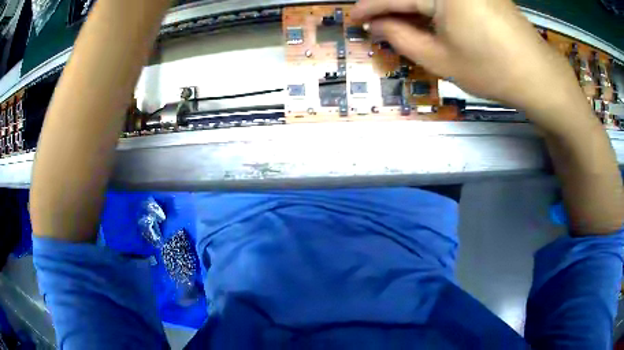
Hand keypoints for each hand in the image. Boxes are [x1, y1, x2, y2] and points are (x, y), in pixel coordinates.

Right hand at [352, 0, 585, 122]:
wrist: (538, 75)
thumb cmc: (491, 70)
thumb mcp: (441, 59)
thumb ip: (401, 38)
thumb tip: (377, 25)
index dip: (369, 7)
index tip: (354, 19)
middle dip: (389, 4)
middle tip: (376, 21)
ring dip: (410, 5)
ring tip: (398, 21)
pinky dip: (430, 5)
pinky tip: (426, 17)